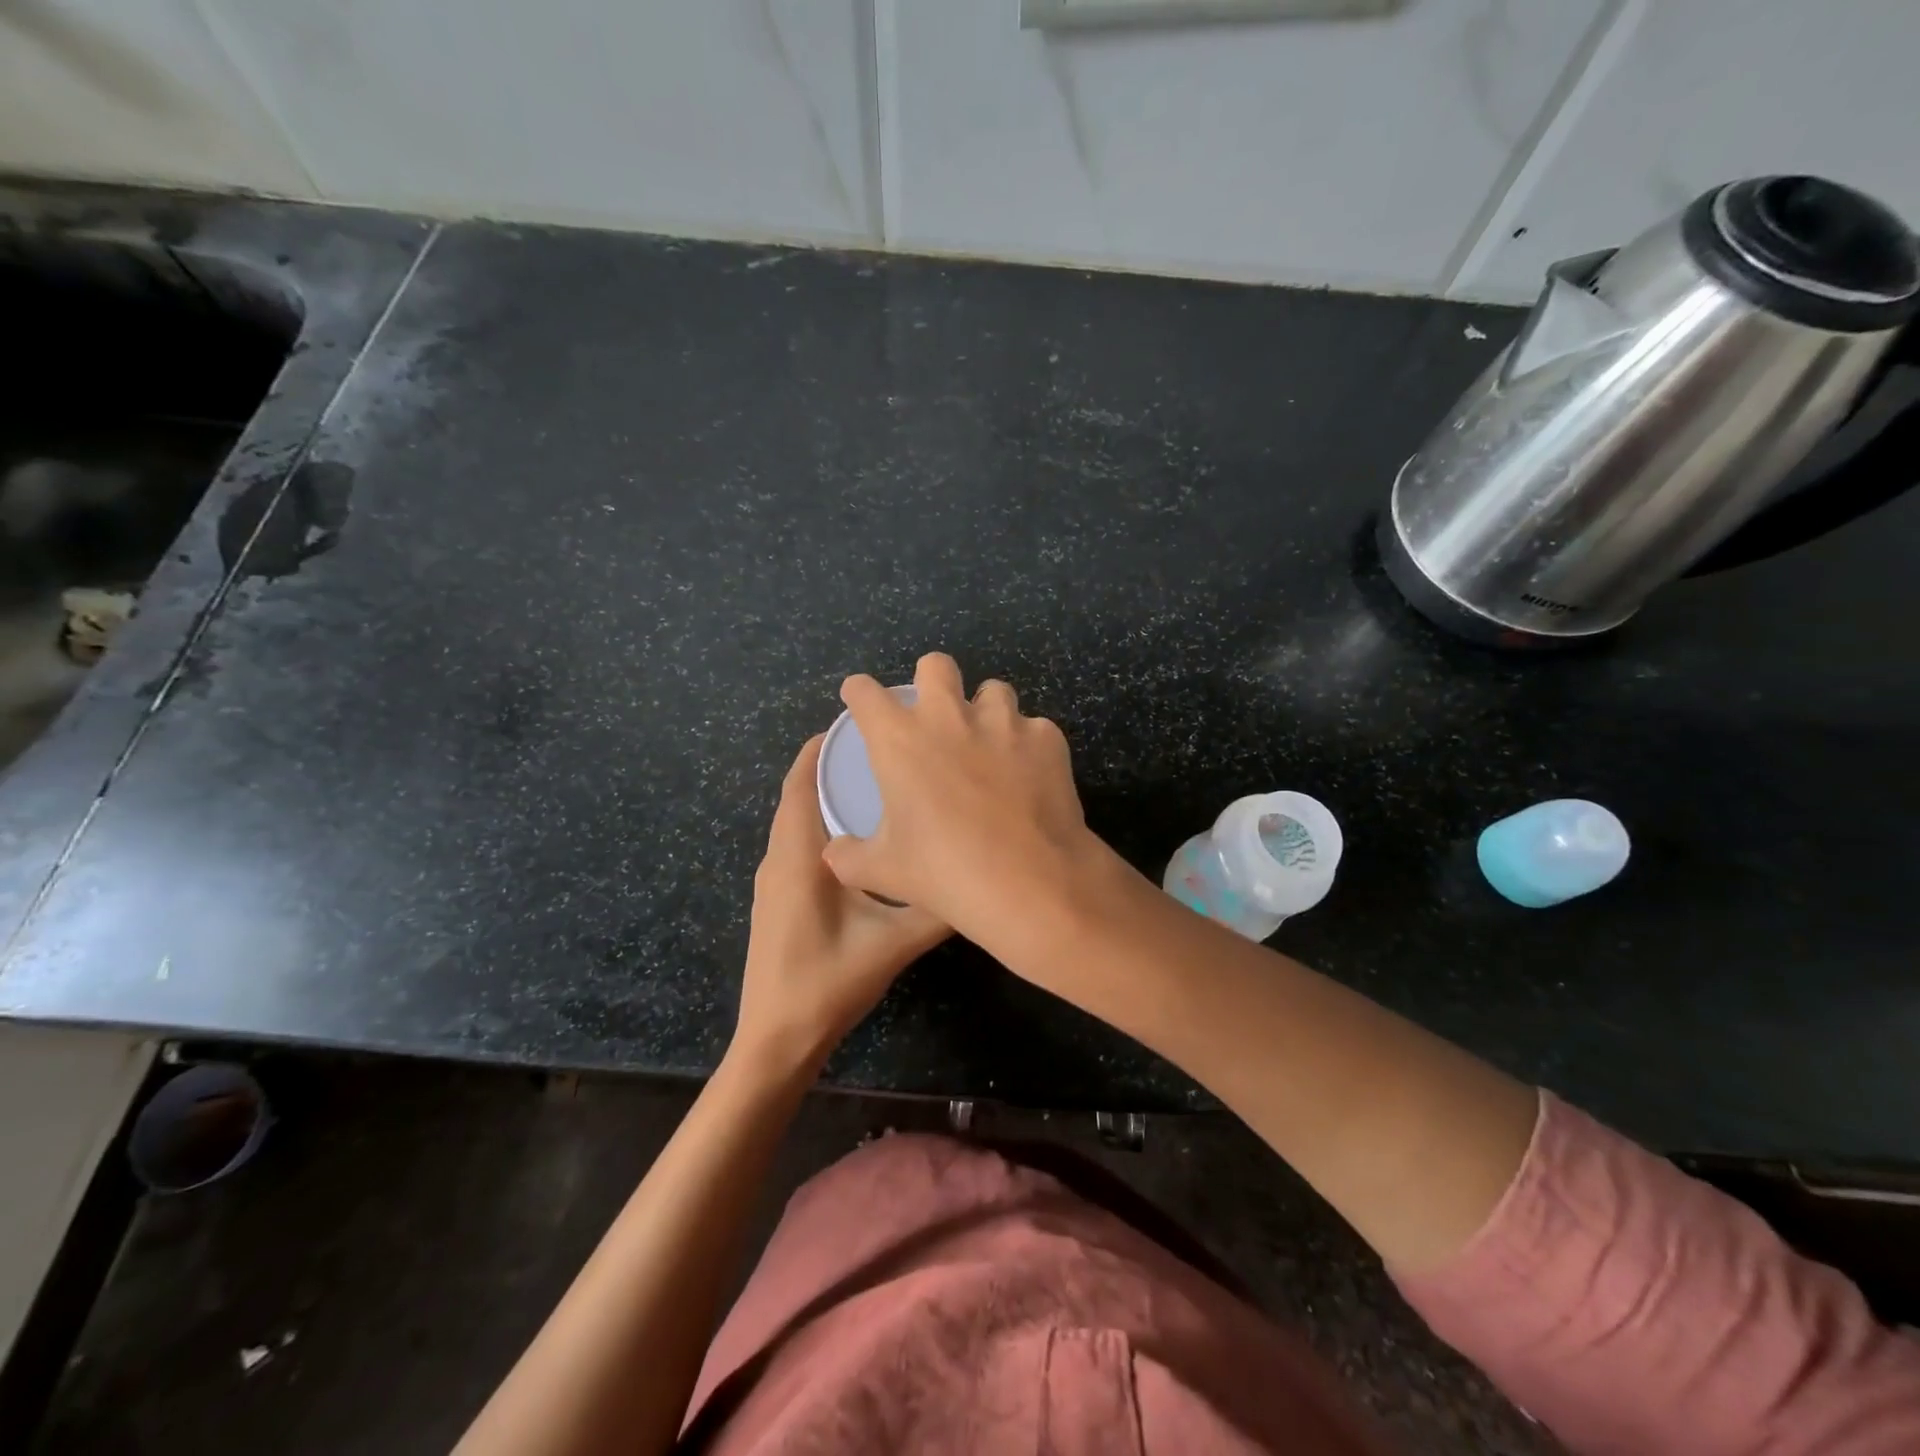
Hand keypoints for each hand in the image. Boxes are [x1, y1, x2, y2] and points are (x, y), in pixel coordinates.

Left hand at [734, 736, 950, 1072]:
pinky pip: (800, 846)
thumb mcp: (893, 943)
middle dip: (833, 768)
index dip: (822, 748)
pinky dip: (826, 828)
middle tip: (886, 752)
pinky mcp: (779, 900)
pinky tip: (865, 842)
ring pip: (799, 822)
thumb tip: (980, 877)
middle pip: (800, 796)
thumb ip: (937, 908)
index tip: (861, 726)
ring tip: (880, 786)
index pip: (801, 782)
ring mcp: (775, 881)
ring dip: (828, 798)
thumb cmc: (827, 983)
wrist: (776, 1041)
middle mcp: (779, 858)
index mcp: (797, 855)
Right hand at [820, 653, 1107, 943]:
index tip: (860, 698)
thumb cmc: (945, 873)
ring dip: (985, 712)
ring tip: (989, 746)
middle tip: (934, 714)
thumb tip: (836, 853)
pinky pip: (1033, 729)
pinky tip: (1030, 777)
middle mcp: (950, 717)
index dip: (859, 692)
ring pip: (993, 691)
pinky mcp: (1047, 738)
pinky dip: (1028, 747)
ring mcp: (1004, 722)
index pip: (866, 693)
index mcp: (900, 740)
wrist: (1031, 882)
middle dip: (931, 680)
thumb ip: (850, 857)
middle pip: (936, 665)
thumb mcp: (884, 872)